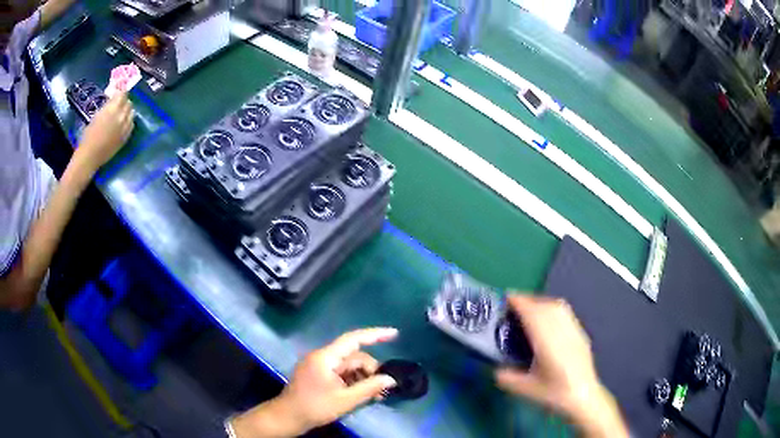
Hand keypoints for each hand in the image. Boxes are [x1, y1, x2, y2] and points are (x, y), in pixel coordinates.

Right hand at [73, 92, 133, 174]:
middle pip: (128, 103)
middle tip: (120, 103)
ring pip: (132, 113)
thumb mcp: (97, 115)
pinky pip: (131, 125)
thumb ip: (107, 107)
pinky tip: (125, 122)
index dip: (121, 93)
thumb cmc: (89, 135)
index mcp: (112, 109)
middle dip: (124, 101)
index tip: (118, 93)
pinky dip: (129, 121)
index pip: (123, 94)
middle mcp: (121, 116)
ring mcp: (125, 127)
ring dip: (128, 111)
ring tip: (122, 112)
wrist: (90, 156)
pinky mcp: (125, 137)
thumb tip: (113, 101)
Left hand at [231, 328, 397, 437]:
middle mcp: (322, 357)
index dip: (375, 334)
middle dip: (370, 370)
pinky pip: (340, 373)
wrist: (287, 417)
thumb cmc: (314, 407)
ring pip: (348, 366)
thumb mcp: (345, 400)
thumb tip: (390, 379)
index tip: (394, 333)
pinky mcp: (318, 374)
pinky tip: (360, 394)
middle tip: (383, 388)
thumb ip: (369, 388)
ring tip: (374, 395)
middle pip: (353, 356)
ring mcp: (319, 366)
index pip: (353, 339)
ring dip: (362, 378)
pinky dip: (352, 381)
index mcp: (326, 357)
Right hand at [494, 295, 627, 437]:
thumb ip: (507, 378)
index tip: (506, 298)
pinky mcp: (580, 334)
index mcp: (547, 342)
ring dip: (541, 302)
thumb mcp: (525, 390)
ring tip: (528, 308)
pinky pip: (565, 313)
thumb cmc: (554, 394)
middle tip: (512, 304)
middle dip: (528, 300)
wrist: (583, 397)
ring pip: (558, 306)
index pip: (533, 314)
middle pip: (545, 306)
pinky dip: (552, 308)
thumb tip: (495, 368)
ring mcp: (574, 330)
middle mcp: (562, 331)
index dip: (520, 303)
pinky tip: (547, 319)